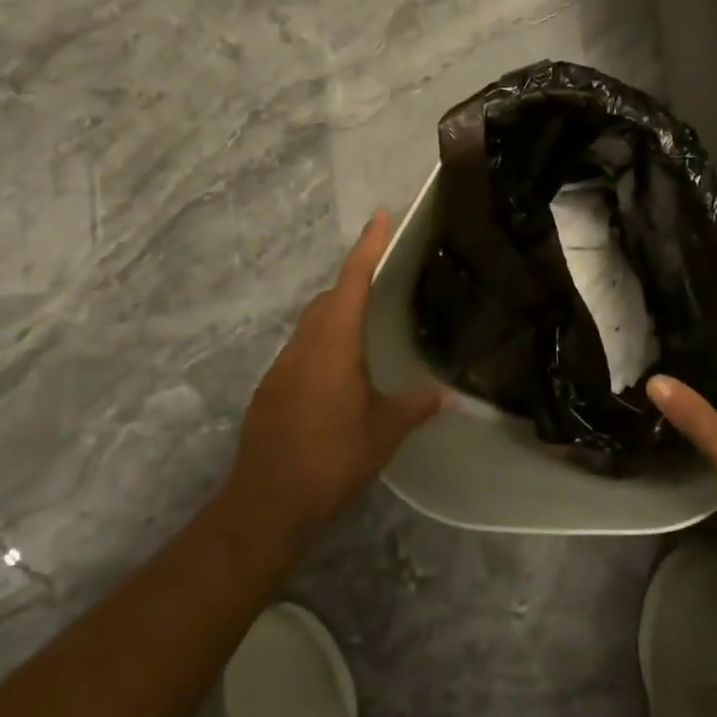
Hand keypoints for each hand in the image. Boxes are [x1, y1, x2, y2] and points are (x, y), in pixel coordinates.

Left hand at [223, 210, 443, 546]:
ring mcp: (282, 366)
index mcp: (334, 343)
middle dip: (353, 282)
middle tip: (382, 283)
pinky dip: (321, 348)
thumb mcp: (383, 432)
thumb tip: (449, 396)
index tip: (380, 214)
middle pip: (328, 298)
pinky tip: (338, 379)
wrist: (266, 501)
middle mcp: (304, 344)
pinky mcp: (270, 389)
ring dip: (336, 317)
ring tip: (366, 334)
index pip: (353, 280)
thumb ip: (415, 407)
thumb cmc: (332, 457)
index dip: (368, 245)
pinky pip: (301, 352)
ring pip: (311, 325)